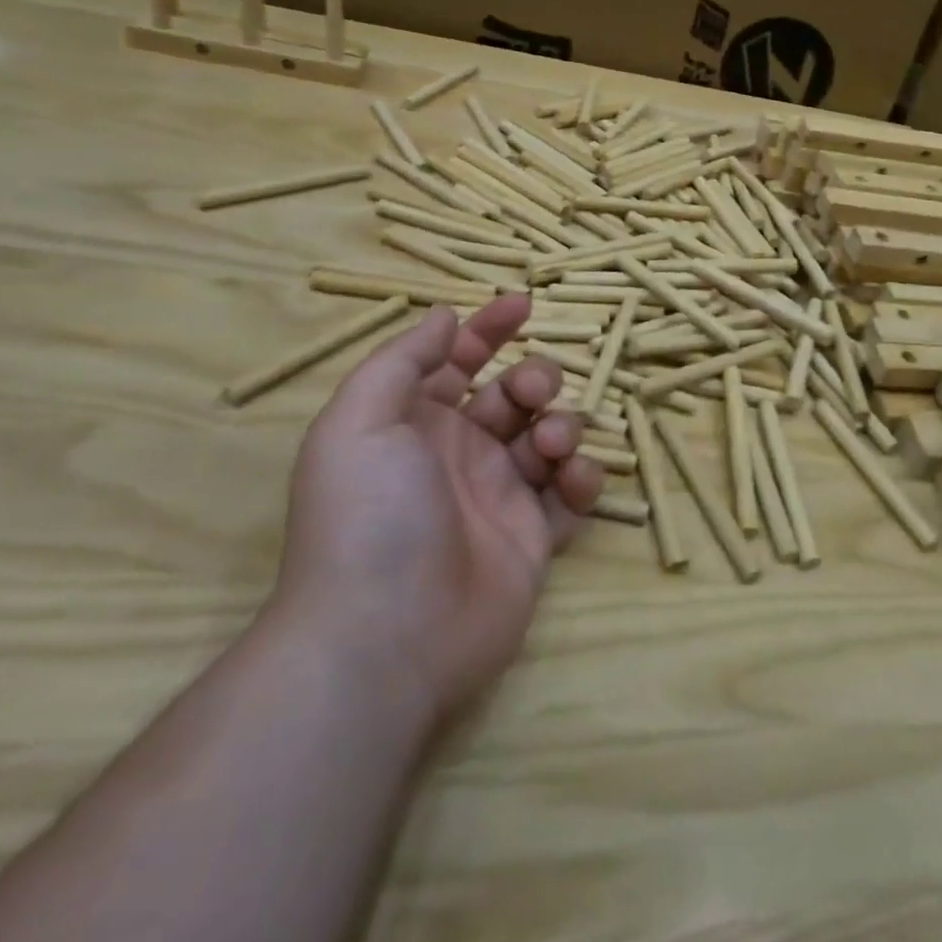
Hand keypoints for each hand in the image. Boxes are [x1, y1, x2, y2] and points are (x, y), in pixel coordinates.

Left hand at [271, 294, 603, 722]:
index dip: (488, 329)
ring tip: (550, 448)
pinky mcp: (534, 539)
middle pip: (514, 395)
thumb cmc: (369, 516)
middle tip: (533, 395)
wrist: (387, 637)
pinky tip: (573, 480)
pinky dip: (582, 478)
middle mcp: (460, 455)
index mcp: (416, 424)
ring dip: (562, 425)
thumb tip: (444, 316)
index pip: (458, 362)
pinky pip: (571, 495)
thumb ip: (402, 360)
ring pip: (550, 437)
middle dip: (536, 379)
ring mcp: (500, 497)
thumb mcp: (359, 422)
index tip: (524, 303)